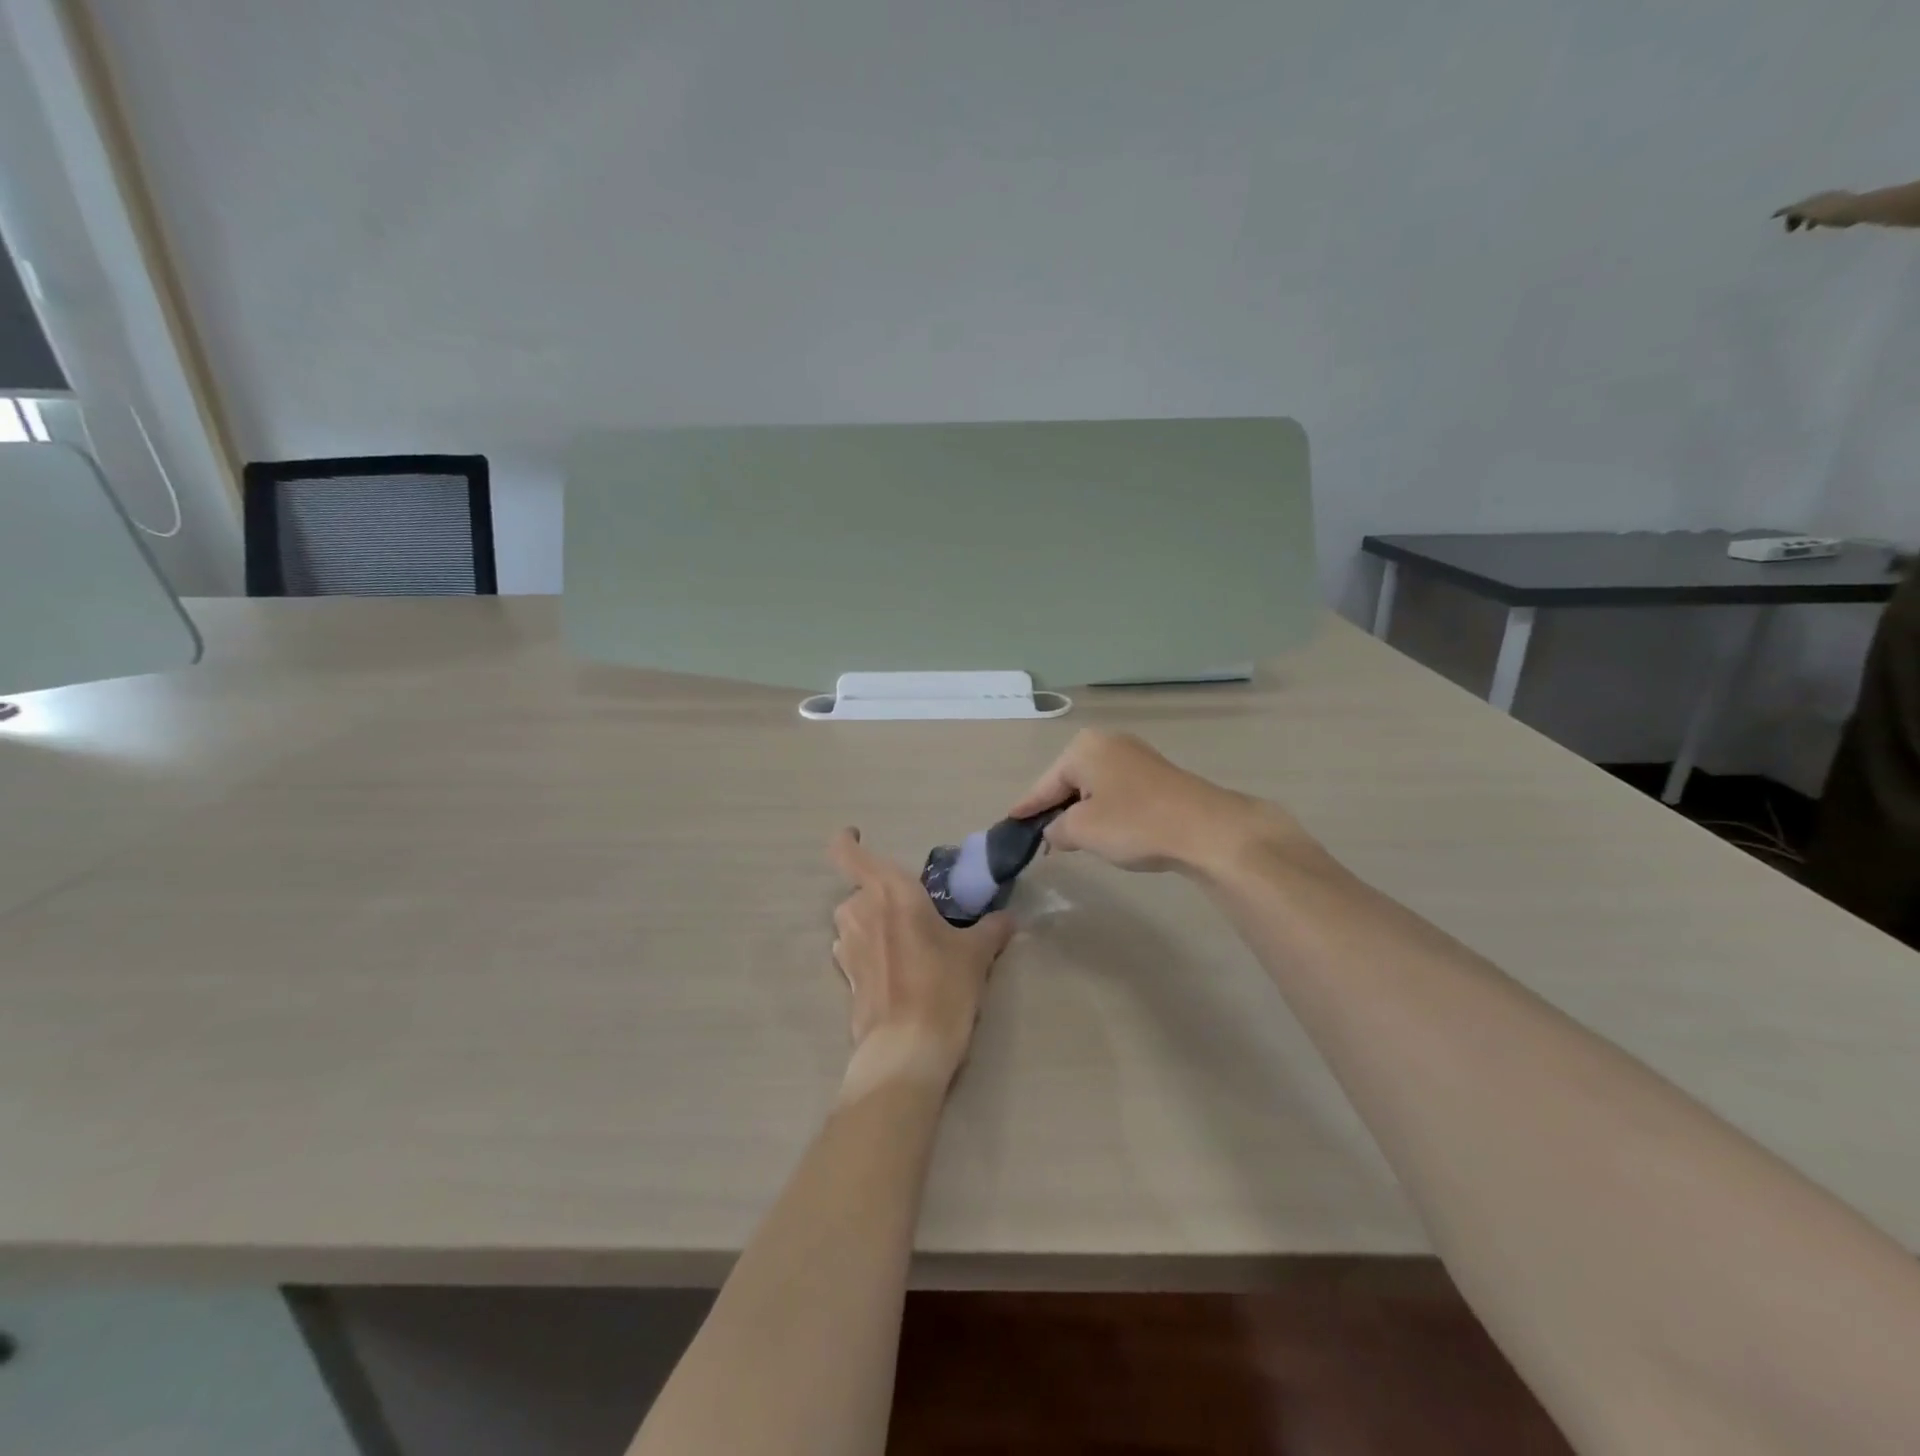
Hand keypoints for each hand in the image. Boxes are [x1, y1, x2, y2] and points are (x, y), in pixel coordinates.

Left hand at [828, 828, 1013, 1098]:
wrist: (907, 1050)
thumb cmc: (942, 986)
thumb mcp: (976, 953)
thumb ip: (991, 928)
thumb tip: (1007, 918)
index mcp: (888, 890)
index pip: (846, 852)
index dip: (847, 840)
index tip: (857, 835)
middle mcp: (859, 910)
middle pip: (861, 887)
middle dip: (883, 894)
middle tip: (915, 910)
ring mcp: (846, 945)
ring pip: (856, 919)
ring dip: (875, 922)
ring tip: (910, 942)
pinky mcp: (845, 976)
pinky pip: (855, 948)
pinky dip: (871, 949)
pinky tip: (898, 969)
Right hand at [1006, 729, 1311, 877]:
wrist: (1206, 829)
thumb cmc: (1134, 824)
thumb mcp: (1083, 831)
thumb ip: (1056, 828)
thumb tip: (1053, 830)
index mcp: (1083, 748)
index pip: (1044, 784)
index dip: (1027, 808)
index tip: (1010, 823)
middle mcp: (1107, 742)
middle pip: (1068, 781)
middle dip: (1056, 808)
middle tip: (1042, 837)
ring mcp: (1134, 755)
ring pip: (1093, 786)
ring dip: (1082, 810)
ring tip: (1071, 838)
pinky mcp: (1156, 773)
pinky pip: (1116, 790)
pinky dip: (1105, 809)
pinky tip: (1106, 829)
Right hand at [1774, 190, 1860, 231]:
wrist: (1861, 208)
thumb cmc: (1833, 213)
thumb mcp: (1811, 212)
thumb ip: (1795, 211)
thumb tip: (1780, 211)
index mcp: (1813, 199)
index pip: (1793, 207)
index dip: (1783, 212)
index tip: (1773, 217)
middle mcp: (1822, 197)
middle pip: (1803, 207)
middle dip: (1795, 217)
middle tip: (1790, 229)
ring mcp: (1833, 199)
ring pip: (1814, 209)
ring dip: (1806, 218)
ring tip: (1805, 228)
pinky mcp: (1843, 204)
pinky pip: (1825, 211)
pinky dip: (1817, 218)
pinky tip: (1818, 224)